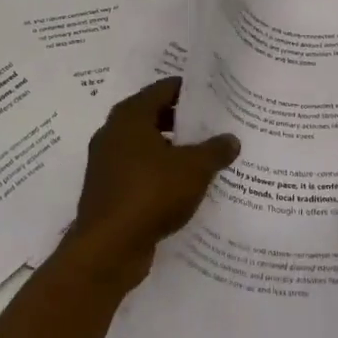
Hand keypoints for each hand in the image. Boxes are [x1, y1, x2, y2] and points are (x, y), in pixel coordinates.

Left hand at [62, 77, 239, 290]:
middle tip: (215, 125)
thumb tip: (231, 139)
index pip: (163, 89)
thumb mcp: (194, 169)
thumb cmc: (150, 193)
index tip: (215, 94)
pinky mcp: (108, 190)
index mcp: (130, 116)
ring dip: (172, 150)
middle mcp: (113, 133)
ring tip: (206, 157)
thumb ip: (215, 150)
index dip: (189, 90)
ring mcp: (107, 163)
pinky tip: (185, 187)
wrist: (108, 248)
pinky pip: (139, 172)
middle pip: (154, 116)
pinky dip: (160, 174)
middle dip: (183, 121)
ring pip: (146, 147)